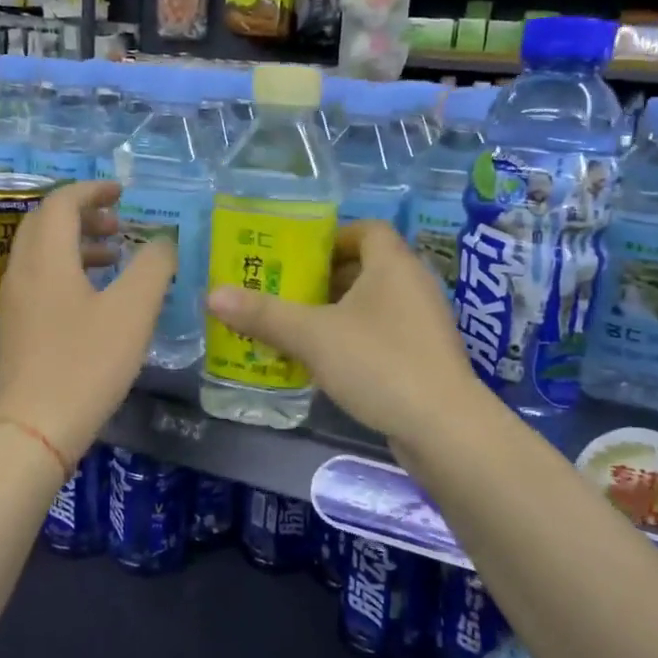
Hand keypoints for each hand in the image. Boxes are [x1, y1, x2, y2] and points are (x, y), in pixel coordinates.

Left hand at [0, 181, 175, 464]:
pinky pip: (38, 278)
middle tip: (118, 224)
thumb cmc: (87, 363)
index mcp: (46, 257)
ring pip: (40, 252)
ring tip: (114, 257)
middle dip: (83, 214)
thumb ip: (154, 267)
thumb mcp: (133, 311)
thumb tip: (163, 241)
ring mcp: (13, 300)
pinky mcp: (14, 327)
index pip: (62, 202)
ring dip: (76, 243)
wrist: (35, 428)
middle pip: (45, 223)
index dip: (93, 190)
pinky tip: (94, 298)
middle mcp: (21, 270)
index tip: (122, 193)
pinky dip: (66, 270)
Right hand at [205, 219, 485, 448]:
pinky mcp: (424, 357)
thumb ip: (263, 314)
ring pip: (373, 304)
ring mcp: (423, 323)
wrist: (444, 428)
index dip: (331, 237)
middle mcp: (413, 285)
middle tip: (285, 293)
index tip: (297, 257)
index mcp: (393, 264)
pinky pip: (382, 334)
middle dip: (324, 278)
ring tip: (296, 328)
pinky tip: (326, 363)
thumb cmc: (378, 363)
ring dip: (336, 312)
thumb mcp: (313, 336)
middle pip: (366, 267)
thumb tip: (213, 294)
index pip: (366, 229)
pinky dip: (354, 339)